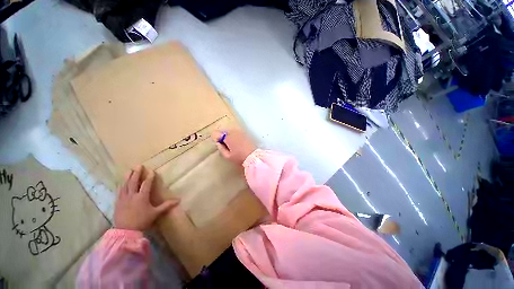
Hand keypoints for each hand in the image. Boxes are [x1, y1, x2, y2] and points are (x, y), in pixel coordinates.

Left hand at [114, 166, 178, 230]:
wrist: (125, 231)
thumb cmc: (142, 221)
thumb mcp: (155, 213)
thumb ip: (166, 206)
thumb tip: (179, 200)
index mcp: (142, 197)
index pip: (146, 184)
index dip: (149, 177)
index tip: (151, 170)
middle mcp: (132, 195)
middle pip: (134, 182)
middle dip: (136, 173)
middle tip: (138, 166)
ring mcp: (123, 199)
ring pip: (125, 185)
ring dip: (128, 177)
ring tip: (129, 170)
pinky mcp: (117, 203)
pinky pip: (119, 191)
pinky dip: (121, 185)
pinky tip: (121, 183)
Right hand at [211, 130, 255, 165]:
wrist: (253, 156)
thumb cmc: (239, 157)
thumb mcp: (227, 156)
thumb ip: (221, 148)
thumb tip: (218, 143)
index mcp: (227, 137)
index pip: (217, 133)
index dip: (217, 139)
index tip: (220, 144)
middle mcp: (233, 132)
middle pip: (224, 131)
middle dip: (223, 137)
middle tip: (226, 146)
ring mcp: (240, 132)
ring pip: (230, 131)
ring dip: (229, 136)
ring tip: (232, 145)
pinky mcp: (245, 133)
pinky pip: (236, 132)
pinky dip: (235, 136)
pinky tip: (238, 143)